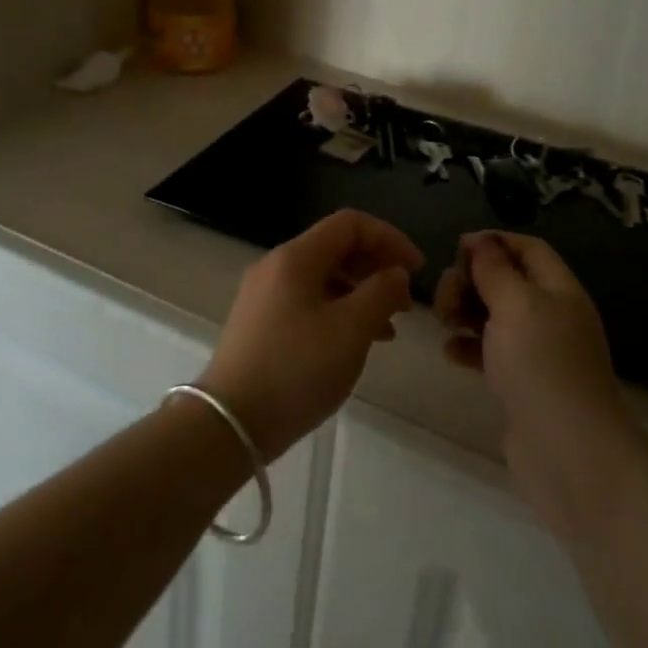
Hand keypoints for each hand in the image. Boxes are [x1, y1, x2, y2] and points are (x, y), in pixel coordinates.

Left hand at [199, 210, 422, 460]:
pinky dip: (339, 311)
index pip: (351, 224)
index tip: (417, 269)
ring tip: (389, 327)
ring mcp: (265, 295)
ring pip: (324, 277)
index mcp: (296, 257)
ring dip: (361, 292)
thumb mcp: (351, 330)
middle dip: (376, 267)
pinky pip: (309, 301)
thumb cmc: (296, 369)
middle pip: (336, 248)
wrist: (230, 424)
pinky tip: (357, 342)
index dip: (390, 238)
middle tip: (405, 300)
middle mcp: (277, 266)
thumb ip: (381, 293)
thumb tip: (395, 273)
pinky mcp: (261, 323)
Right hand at [435, 233, 637, 538]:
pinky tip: (450, 352)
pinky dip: (468, 346)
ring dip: (465, 311)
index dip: (493, 242)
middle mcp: (551, 316)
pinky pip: (490, 352)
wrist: (569, 454)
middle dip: (471, 280)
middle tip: (445, 298)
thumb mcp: (516, 305)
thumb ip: (495, 270)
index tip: (456, 250)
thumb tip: (479, 241)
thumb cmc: (542, 367)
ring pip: (495, 316)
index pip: (528, 248)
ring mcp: (538, 353)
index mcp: (559, 290)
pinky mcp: (522, 384)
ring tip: (444, 322)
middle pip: (507, 280)